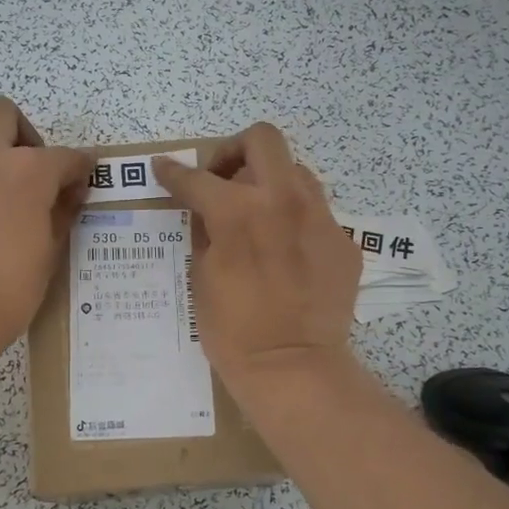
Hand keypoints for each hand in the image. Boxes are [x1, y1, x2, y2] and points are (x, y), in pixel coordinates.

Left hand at [0, 98, 94, 356]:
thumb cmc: (6, 290)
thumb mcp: (49, 253)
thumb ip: (61, 213)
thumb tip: (70, 193)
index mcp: (27, 171)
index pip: (65, 156)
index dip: (80, 168)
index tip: (84, 181)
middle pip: (4, 114)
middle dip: (25, 134)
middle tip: (36, 171)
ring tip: (6, 184)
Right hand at [153, 123, 361, 397]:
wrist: (293, 368)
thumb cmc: (233, 331)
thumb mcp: (201, 277)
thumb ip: (205, 232)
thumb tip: (207, 213)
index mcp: (237, 212)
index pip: (197, 178)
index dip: (174, 172)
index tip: (165, 169)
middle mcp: (283, 201)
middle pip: (263, 140)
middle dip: (235, 151)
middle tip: (223, 179)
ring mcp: (320, 218)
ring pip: (295, 173)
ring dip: (270, 184)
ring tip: (258, 216)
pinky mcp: (343, 241)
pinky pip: (316, 214)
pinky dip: (295, 222)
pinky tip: (286, 254)